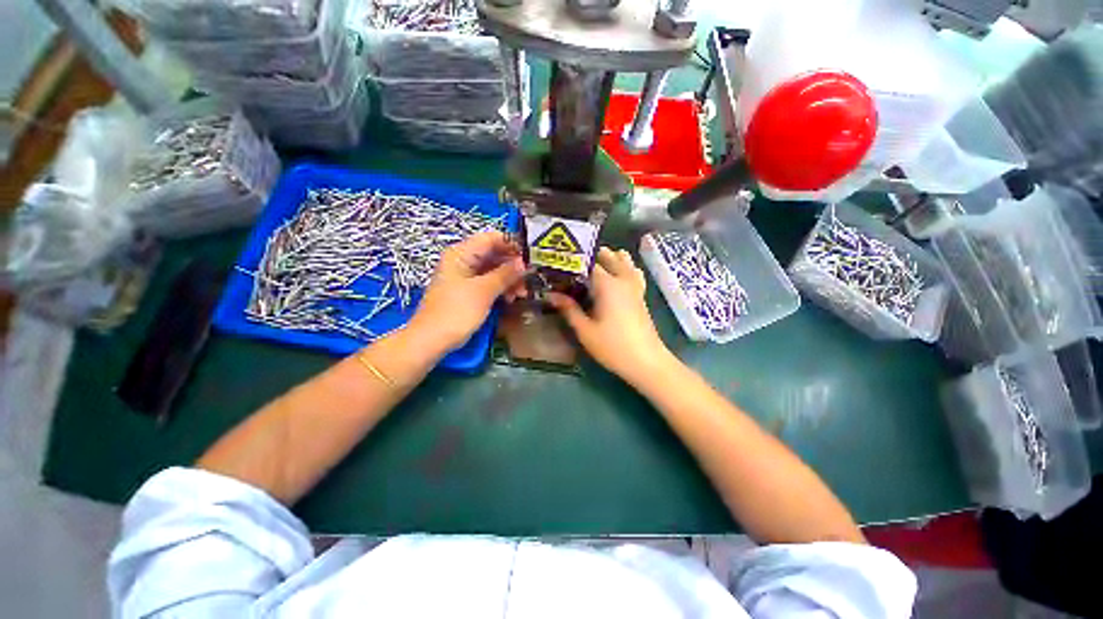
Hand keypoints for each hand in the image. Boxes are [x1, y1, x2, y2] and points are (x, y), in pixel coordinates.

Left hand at [410, 231, 524, 351]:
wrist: (431, 340)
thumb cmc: (456, 311)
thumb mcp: (484, 291)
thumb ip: (505, 274)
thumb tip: (523, 263)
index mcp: (461, 254)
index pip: (491, 238)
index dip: (512, 244)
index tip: (530, 255)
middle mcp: (462, 261)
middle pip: (493, 255)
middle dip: (512, 266)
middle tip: (529, 278)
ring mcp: (464, 277)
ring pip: (493, 271)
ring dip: (509, 280)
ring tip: (522, 293)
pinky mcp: (467, 292)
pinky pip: (488, 284)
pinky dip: (500, 289)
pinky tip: (511, 299)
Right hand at [548, 247, 673, 383]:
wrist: (646, 361)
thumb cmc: (613, 346)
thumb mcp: (585, 330)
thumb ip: (569, 309)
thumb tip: (551, 294)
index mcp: (607, 285)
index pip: (588, 264)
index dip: (573, 262)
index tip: (559, 263)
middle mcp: (622, 280)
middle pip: (609, 258)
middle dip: (593, 255)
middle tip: (574, 260)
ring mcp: (635, 287)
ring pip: (625, 263)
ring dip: (612, 258)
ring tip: (597, 259)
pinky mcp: (641, 296)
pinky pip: (634, 273)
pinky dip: (626, 267)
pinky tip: (621, 271)